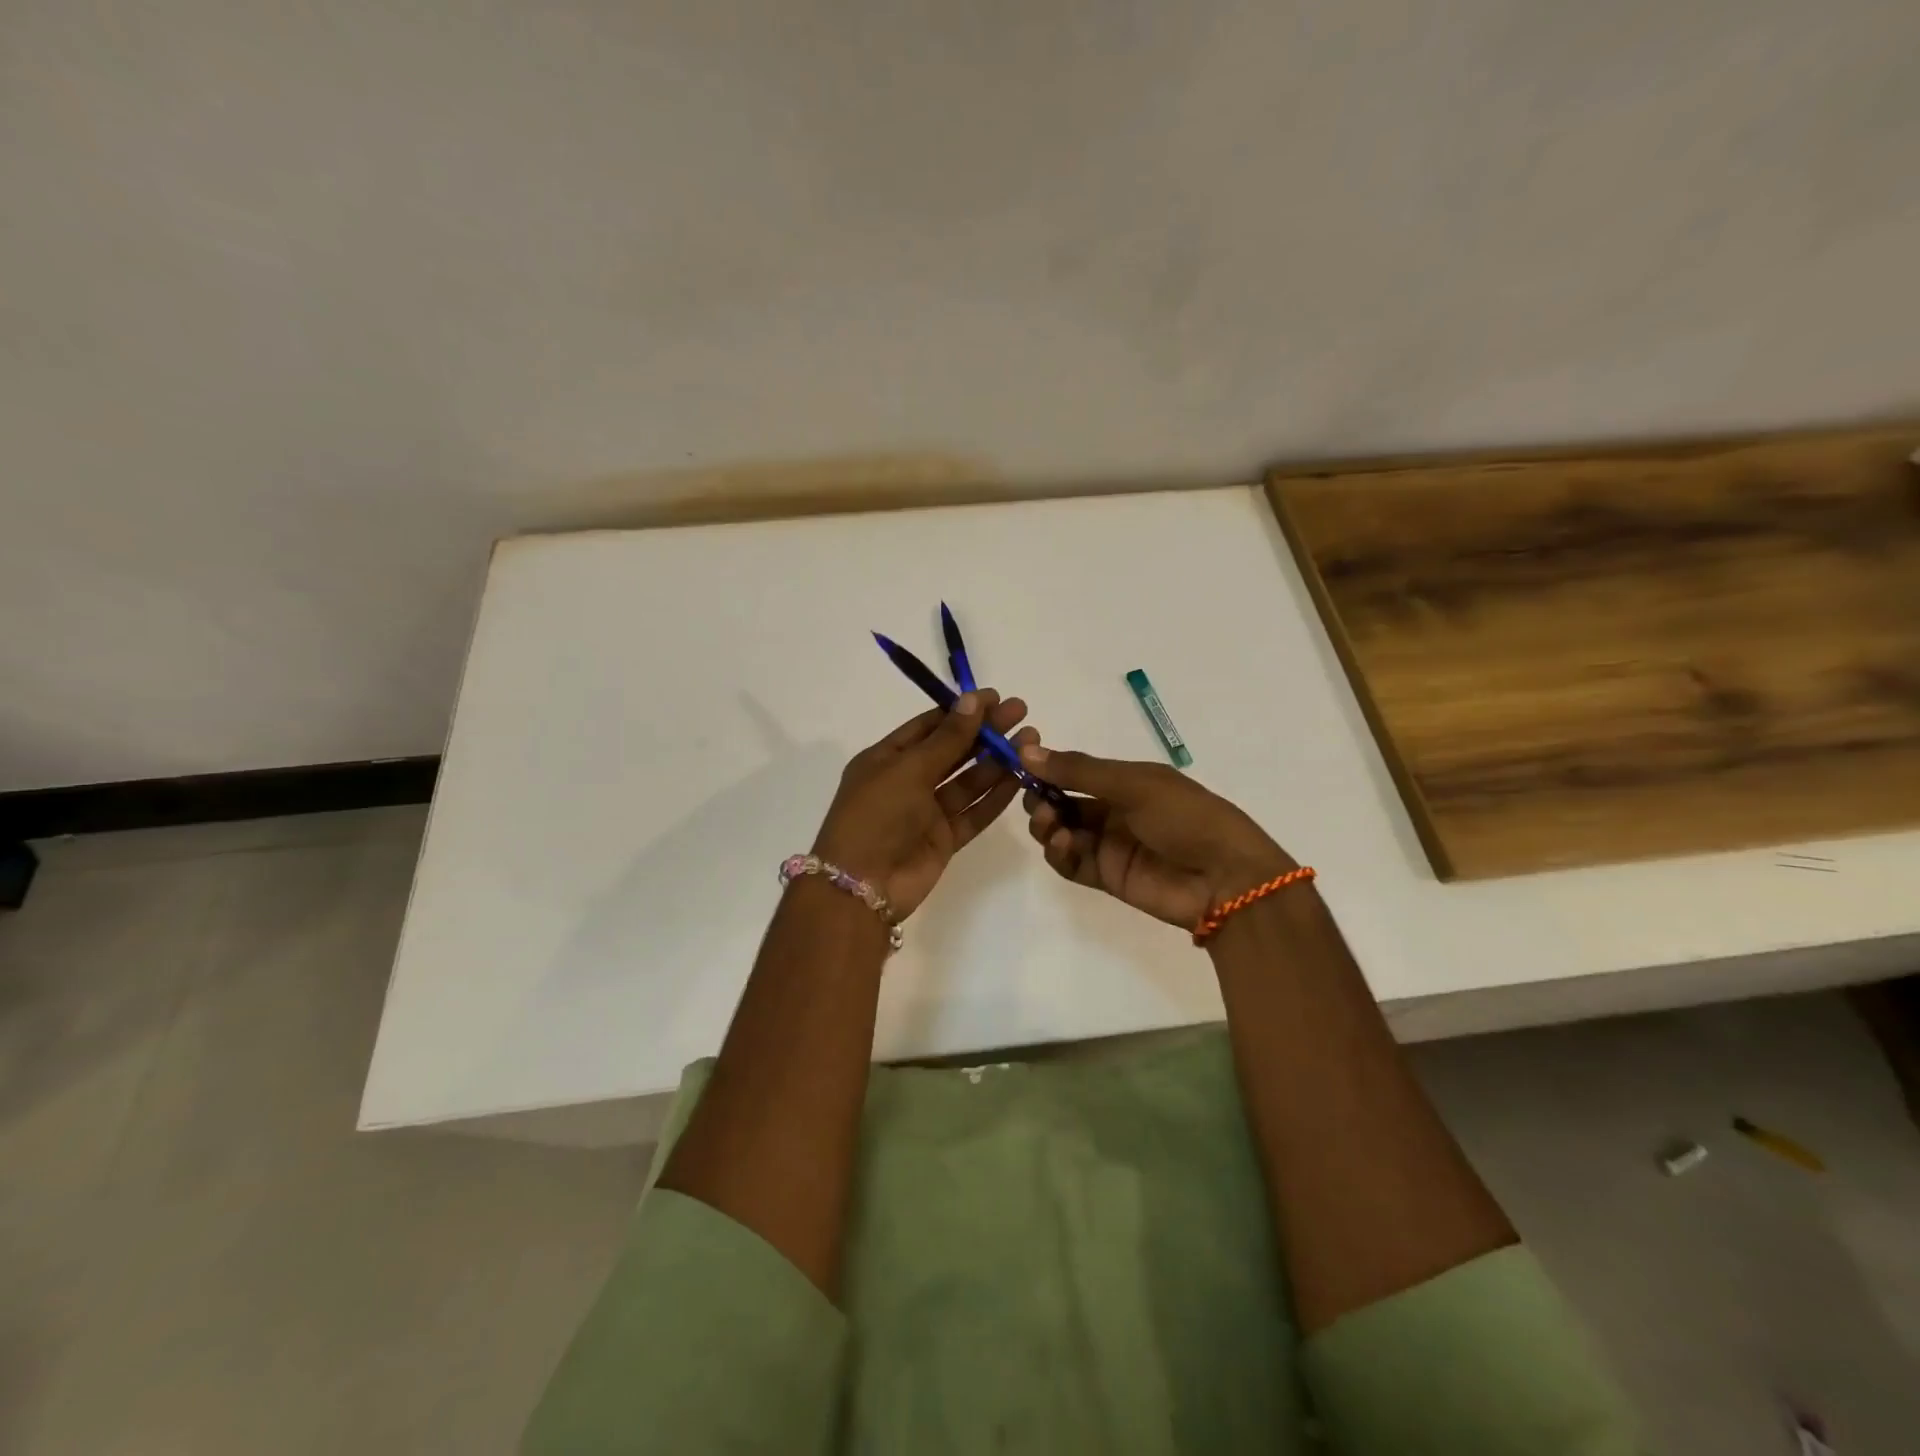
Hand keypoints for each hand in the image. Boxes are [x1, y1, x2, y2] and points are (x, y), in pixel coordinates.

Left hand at [811, 691, 1037, 918]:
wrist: (862, 886)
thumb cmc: (876, 816)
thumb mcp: (908, 769)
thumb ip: (946, 739)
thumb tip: (971, 700)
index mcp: (887, 759)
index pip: (929, 726)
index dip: (961, 711)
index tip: (995, 697)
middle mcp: (907, 782)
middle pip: (952, 750)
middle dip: (985, 732)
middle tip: (1021, 713)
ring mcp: (926, 812)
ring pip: (967, 781)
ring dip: (997, 761)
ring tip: (1029, 741)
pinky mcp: (944, 839)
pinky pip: (974, 812)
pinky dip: (995, 796)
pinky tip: (1020, 777)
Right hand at [1019, 744, 1294, 929]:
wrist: (1226, 878)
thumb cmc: (1185, 816)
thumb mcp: (1134, 784)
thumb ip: (1079, 771)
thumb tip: (1026, 750)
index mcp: (1126, 780)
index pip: (1075, 771)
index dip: (1047, 767)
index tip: (1017, 762)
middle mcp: (1114, 810)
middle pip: (1063, 802)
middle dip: (1042, 798)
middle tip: (1034, 800)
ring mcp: (1109, 844)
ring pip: (1062, 832)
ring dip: (1047, 825)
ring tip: (1048, 823)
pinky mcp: (1107, 876)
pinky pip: (1071, 863)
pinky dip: (1059, 853)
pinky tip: (1061, 843)